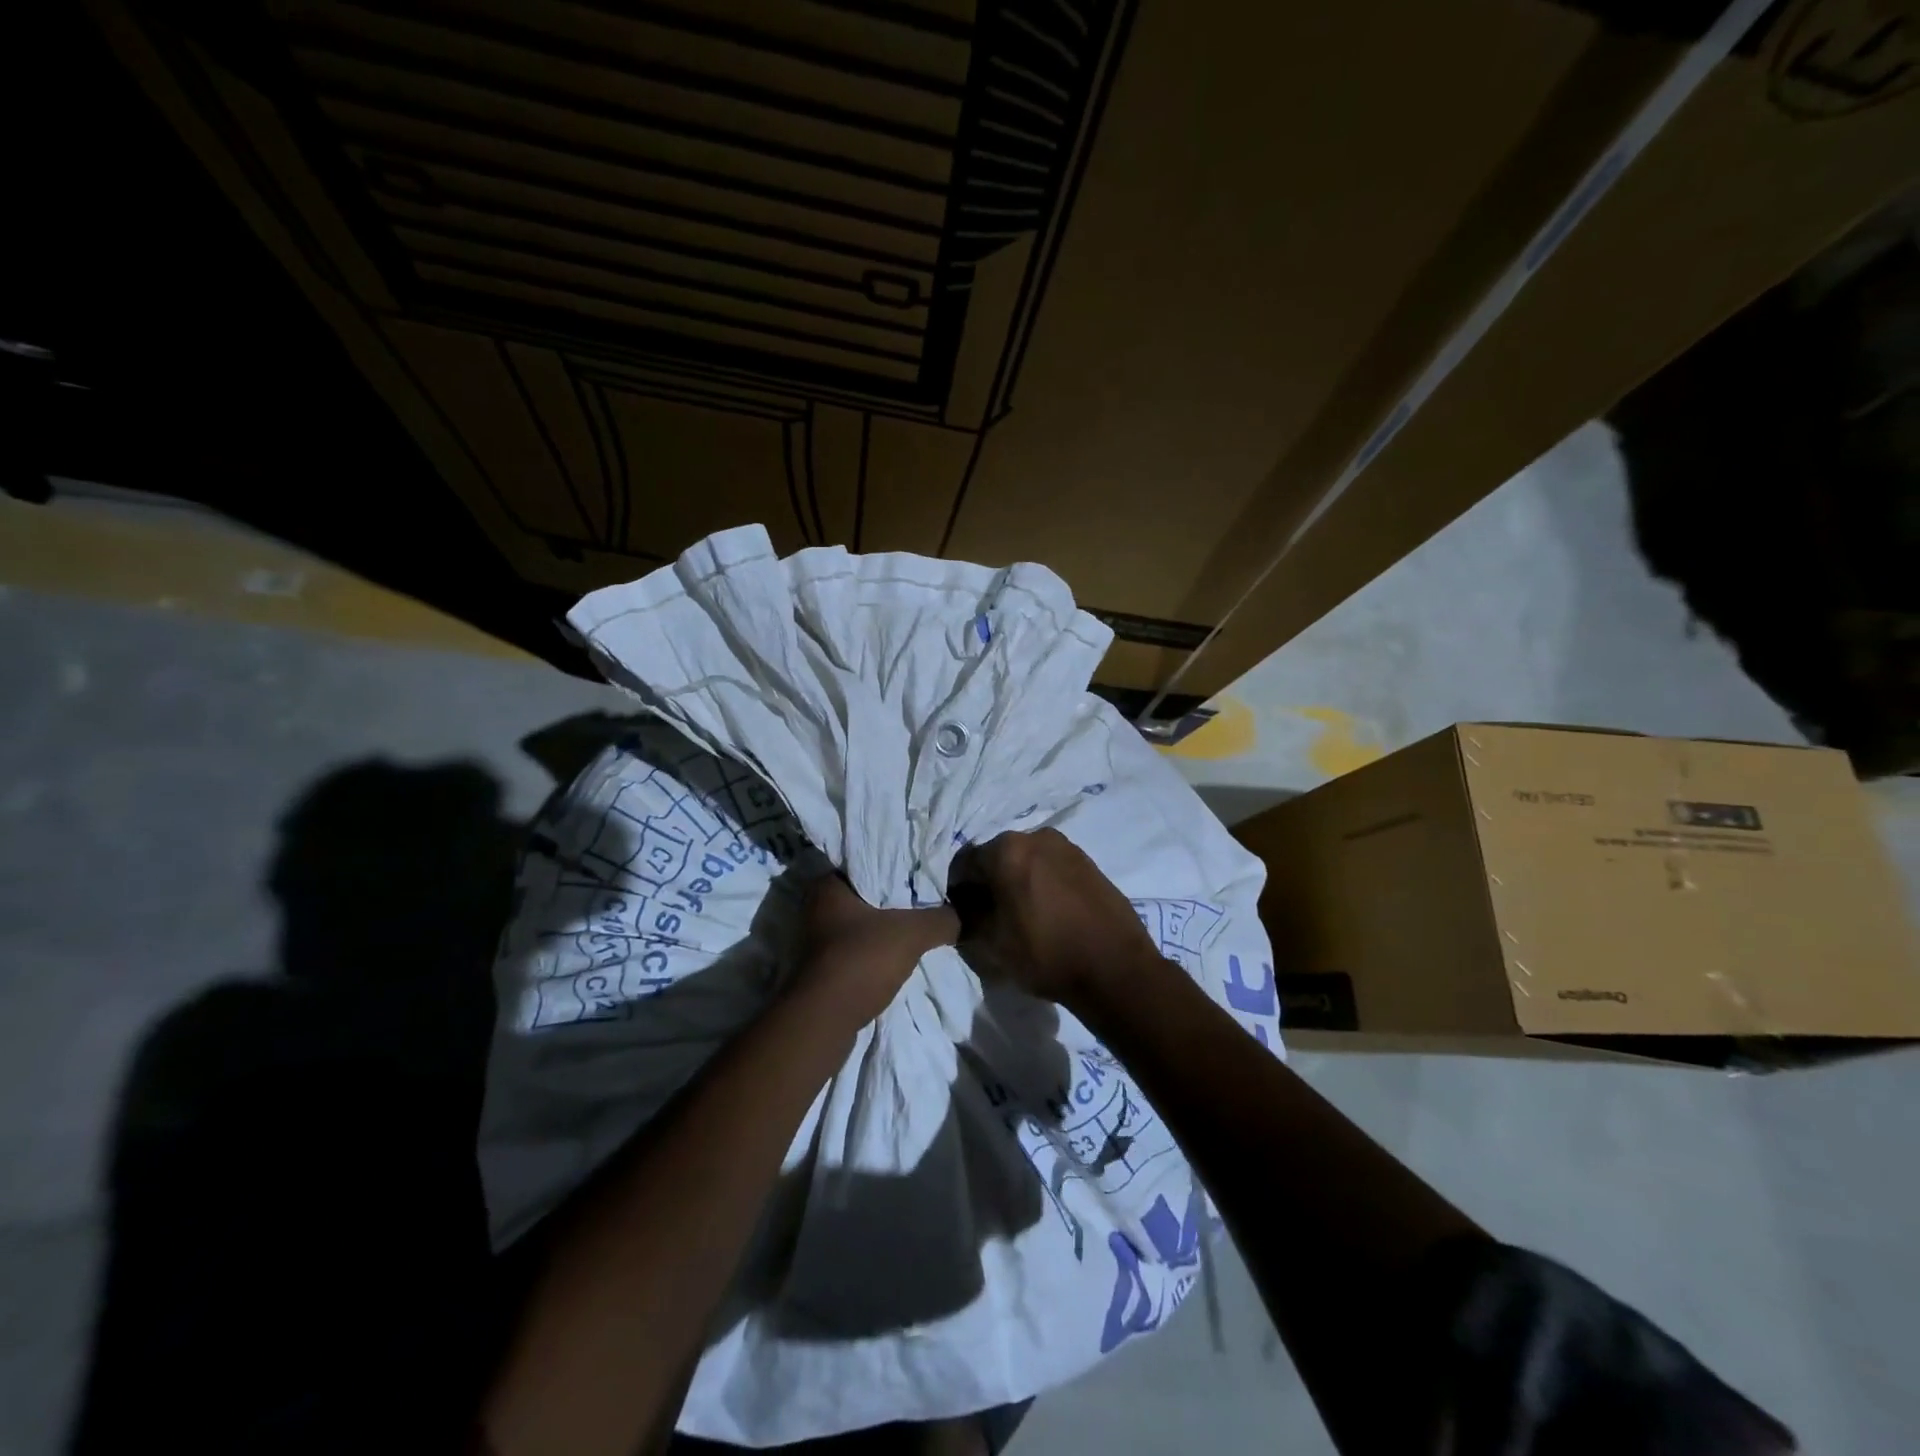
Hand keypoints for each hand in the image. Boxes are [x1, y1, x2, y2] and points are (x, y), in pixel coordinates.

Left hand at [799, 874, 958, 1021]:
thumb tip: (963, 915)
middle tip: (929, 896)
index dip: (897, 865)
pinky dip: (879, 950)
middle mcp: (817, 908)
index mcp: (828, 886)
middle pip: (867, 895)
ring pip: (863, 924)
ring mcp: (818, 941)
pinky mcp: (825, 968)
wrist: (826, 1021)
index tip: (923, 869)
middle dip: (895, 898)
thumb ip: (941, 919)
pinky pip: (860, 948)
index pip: (868, 862)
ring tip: (921, 923)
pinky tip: (903, 953)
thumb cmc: (862, 959)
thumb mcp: (912, 933)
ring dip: (887, 927)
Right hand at [948, 828, 1162, 1006]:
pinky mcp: (1089, 862)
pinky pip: (1052, 868)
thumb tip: (960, 909)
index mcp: (1006, 849)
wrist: (1115, 968)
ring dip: (1017, 882)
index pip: (965, 864)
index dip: (958, 891)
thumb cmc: (1045, 952)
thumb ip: (966, 919)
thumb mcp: (992, 942)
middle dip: (988, 883)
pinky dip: (1042, 883)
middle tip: (990, 916)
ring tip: (1022, 916)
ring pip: (1027, 861)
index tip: (960, 916)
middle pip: (997, 857)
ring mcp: (1067, 847)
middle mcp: (1036, 837)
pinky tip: (1048, 913)